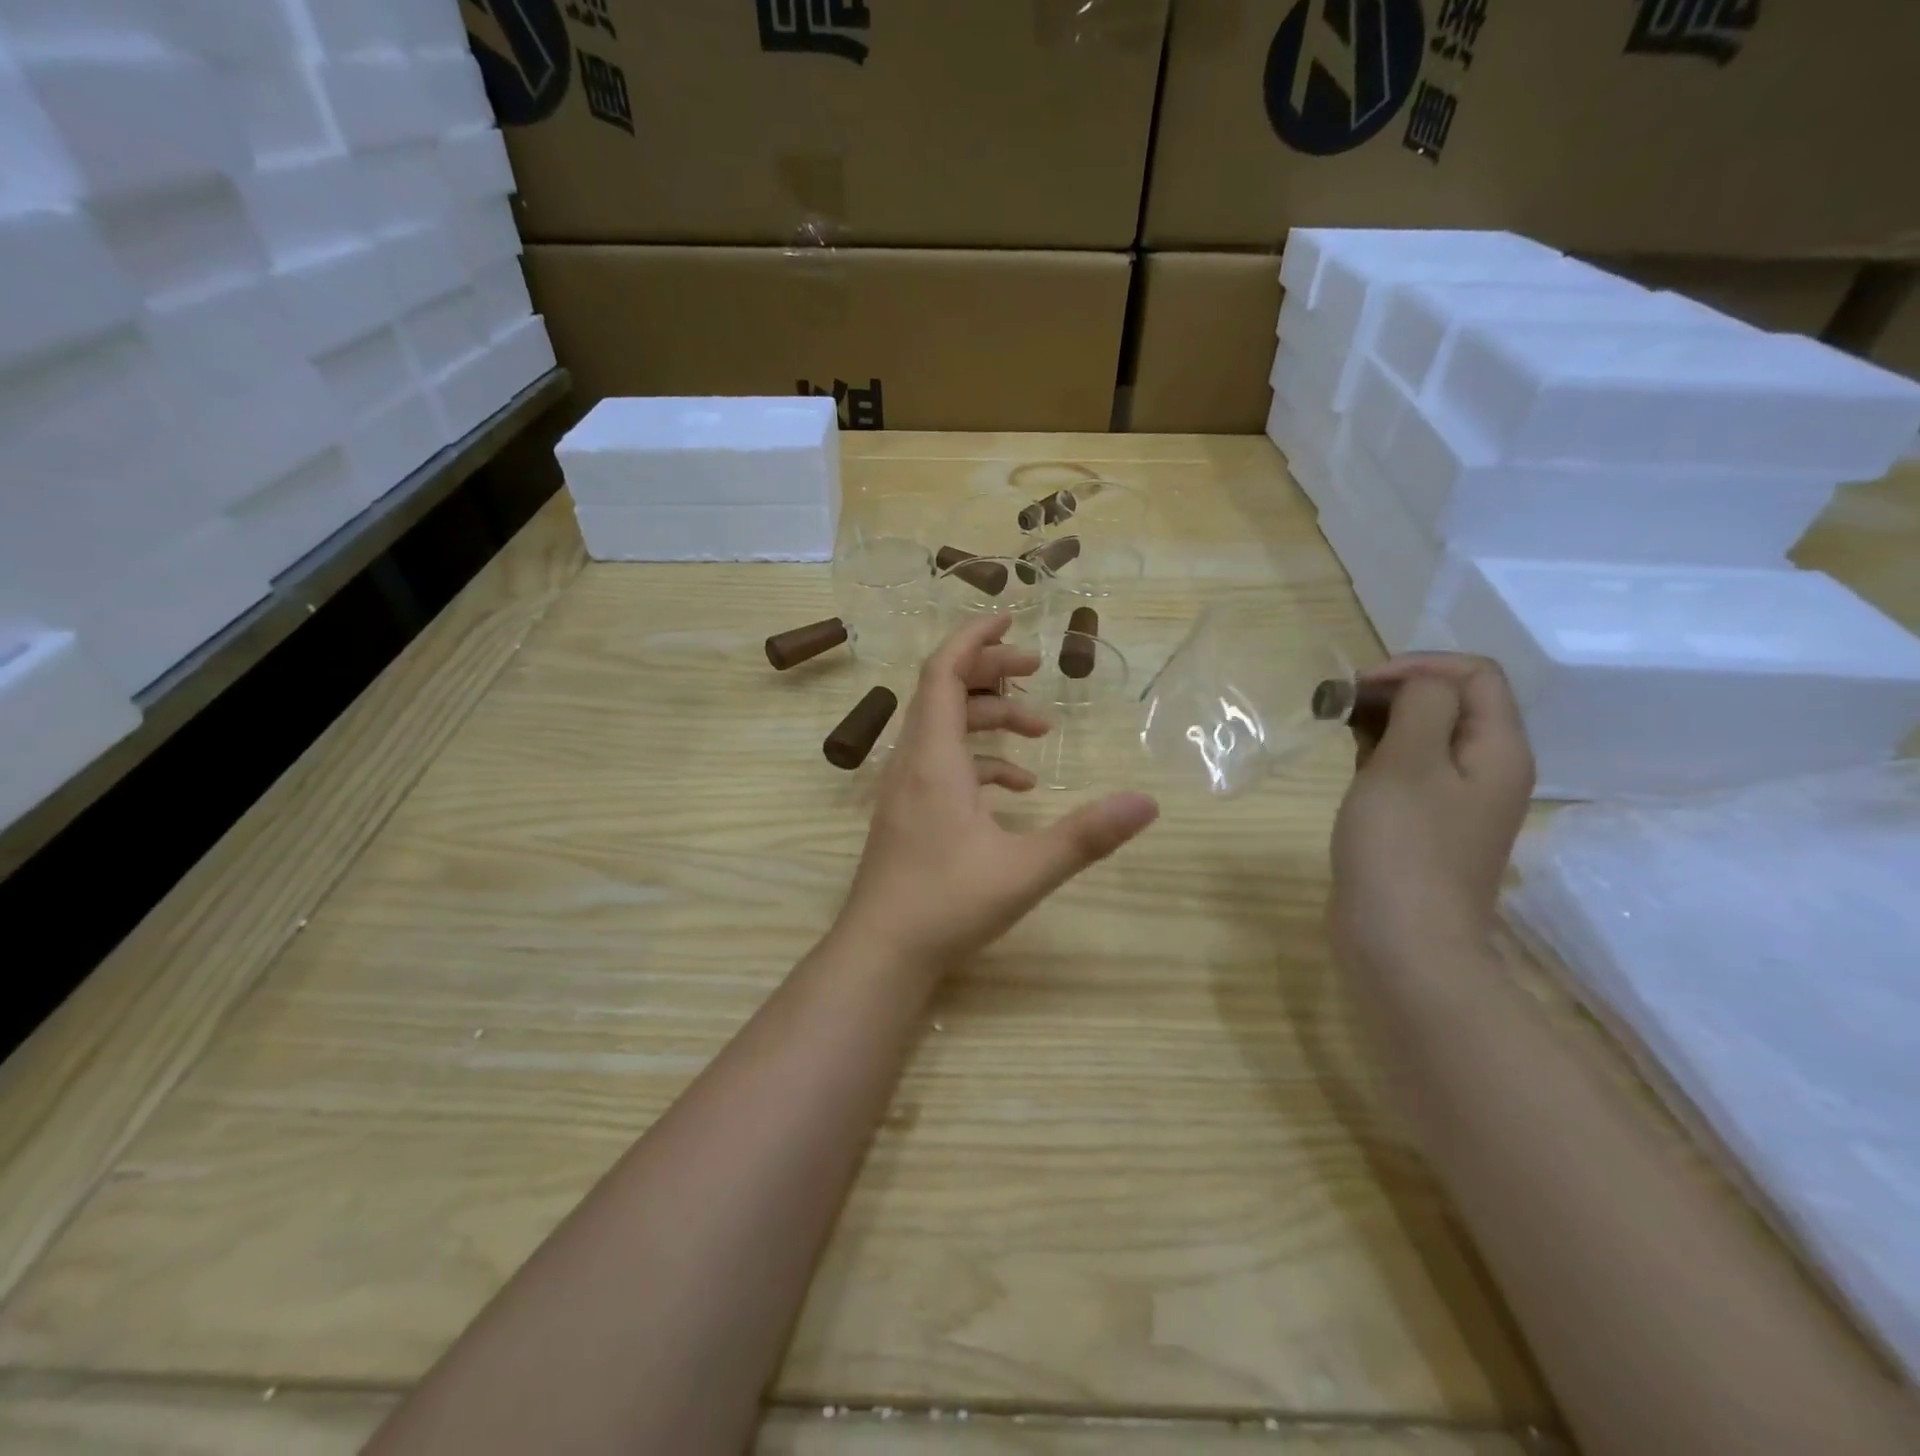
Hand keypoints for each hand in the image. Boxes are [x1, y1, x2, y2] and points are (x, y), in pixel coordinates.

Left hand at [836, 613, 1158, 972]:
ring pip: (944, 729)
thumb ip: (1087, 835)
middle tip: (1038, 673)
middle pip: (944, 692)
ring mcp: (904, 789)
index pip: (944, 671)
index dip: (975, 639)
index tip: (1012, 621)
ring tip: (1039, 733)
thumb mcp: (1025, 869)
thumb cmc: (946, 905)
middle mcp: (912, 762)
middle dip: (992, 675)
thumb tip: (1148, 803)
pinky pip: (942, 765)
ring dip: (989, 720)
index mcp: (933, 758)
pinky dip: (978, 761)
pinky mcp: (907, 814)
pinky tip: (1014, 790)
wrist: (880, 954)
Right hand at [1329, 654, 1534, 977]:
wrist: (1402, 943)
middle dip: (1397, 690)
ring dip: (1385, 720)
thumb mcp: (1409, 763)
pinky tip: (1349, 759)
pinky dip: (1380, 753)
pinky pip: (1410, 770)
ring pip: (1427, 737)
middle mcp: (1487, 770)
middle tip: (1340, 703)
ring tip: (1337, 725)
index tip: (1361, 684)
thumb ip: (1421, 706)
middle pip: (1453, 703)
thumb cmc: (1402, 847)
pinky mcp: (1425, 825)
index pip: (1475, 675)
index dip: (1419, 666)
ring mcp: (1456, 802)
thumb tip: (1419, 684)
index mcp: (1498, 750)